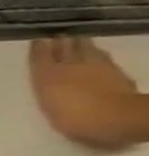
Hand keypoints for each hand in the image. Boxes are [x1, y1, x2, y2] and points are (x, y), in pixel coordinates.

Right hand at [29, 36, 148, 148]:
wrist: (118, 117)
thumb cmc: (75, 118)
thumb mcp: (49, 108)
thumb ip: (49, 93)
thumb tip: (51, 86)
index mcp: (47, 76)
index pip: (40, 58)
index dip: (38, 48)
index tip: (38, 40)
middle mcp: (69, 67)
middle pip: (65, 50)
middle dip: (61, 43)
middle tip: (59, 36)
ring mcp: (95, 67)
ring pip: (85, 49)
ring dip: (80, 43)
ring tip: (77, 39)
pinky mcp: (115, 70)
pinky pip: (103, 56)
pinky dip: (97, 52)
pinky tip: (97, 52)